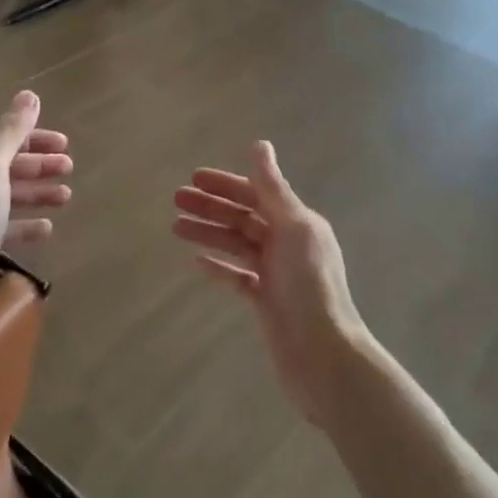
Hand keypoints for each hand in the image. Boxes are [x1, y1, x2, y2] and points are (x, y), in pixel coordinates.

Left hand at [0, 91, 71, 325]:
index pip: (1, 135)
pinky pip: (5, 226)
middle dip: (38, 163)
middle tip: (70, 168)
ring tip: (66, 197)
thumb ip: (11, 131)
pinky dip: (26, 223)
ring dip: (37, 192)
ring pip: (8, 195)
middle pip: (6, 164)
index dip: (33, 135)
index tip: (64, 142)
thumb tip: (29, 95)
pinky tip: (47, 228)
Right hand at [172, 141, 366, 423]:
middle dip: (211, 207)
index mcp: (298, 222)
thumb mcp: (293, 228)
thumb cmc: (309, 284)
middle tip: (176, 199)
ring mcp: (276, 273)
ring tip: (176, 228)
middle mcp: (288, 243)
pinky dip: (219, 267)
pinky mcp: (266, 301)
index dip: (226, 184)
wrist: (322, 352)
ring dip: (208, 233)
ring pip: (237, 245)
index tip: (194, 177)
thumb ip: (273, 188)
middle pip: (243, 218)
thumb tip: (260, 144)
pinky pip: (238, 277)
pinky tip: (197, 262)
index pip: (257, 194)